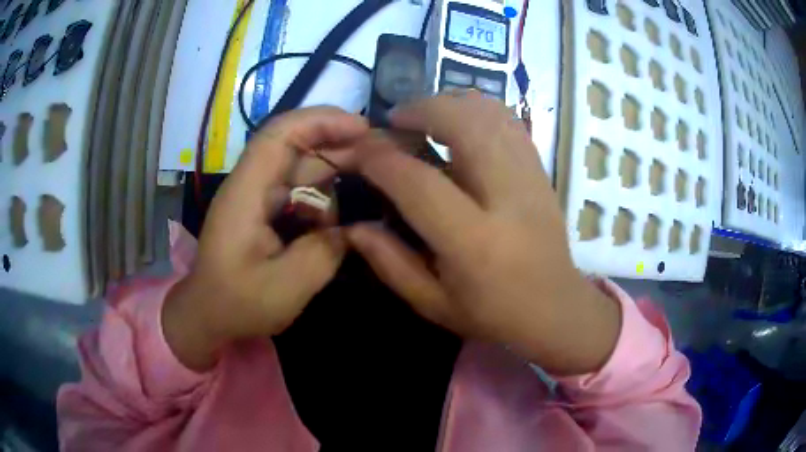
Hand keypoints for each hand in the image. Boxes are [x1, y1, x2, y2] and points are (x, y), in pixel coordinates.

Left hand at [163, 107, 368, 370]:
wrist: (208, 316)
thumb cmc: (237, 304)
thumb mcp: (285, 288)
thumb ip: (324, 252)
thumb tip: (351, 230)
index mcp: (246, 193)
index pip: (280, 134)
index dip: (321, 121)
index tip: (362, 128)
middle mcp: (251, 184)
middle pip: (295, 145)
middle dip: (337, 145)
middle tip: (380, 159)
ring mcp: (257, 196)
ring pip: (300, 168)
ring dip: (332, 178)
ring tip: (364, 194)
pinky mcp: (263, 210)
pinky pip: (298, 192)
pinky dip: (320, 202)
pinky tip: (334, 226)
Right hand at [347, 93, 620, 374]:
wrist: (556, 309)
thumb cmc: (493, 315)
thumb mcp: (433, 303)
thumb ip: (390, 262)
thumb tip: (354, 225)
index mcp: (474, 243)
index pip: (418, 183)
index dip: (382, 159)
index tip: (359, 150)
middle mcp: (507, 199)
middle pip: (465, 125)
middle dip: (422, 109)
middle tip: (396, 119)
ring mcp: (531, 179)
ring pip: (492, 113)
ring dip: (451, 103)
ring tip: (425, 116)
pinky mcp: (542, 172)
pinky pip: (510, 123)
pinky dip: (479, 111)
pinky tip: (461, 123)